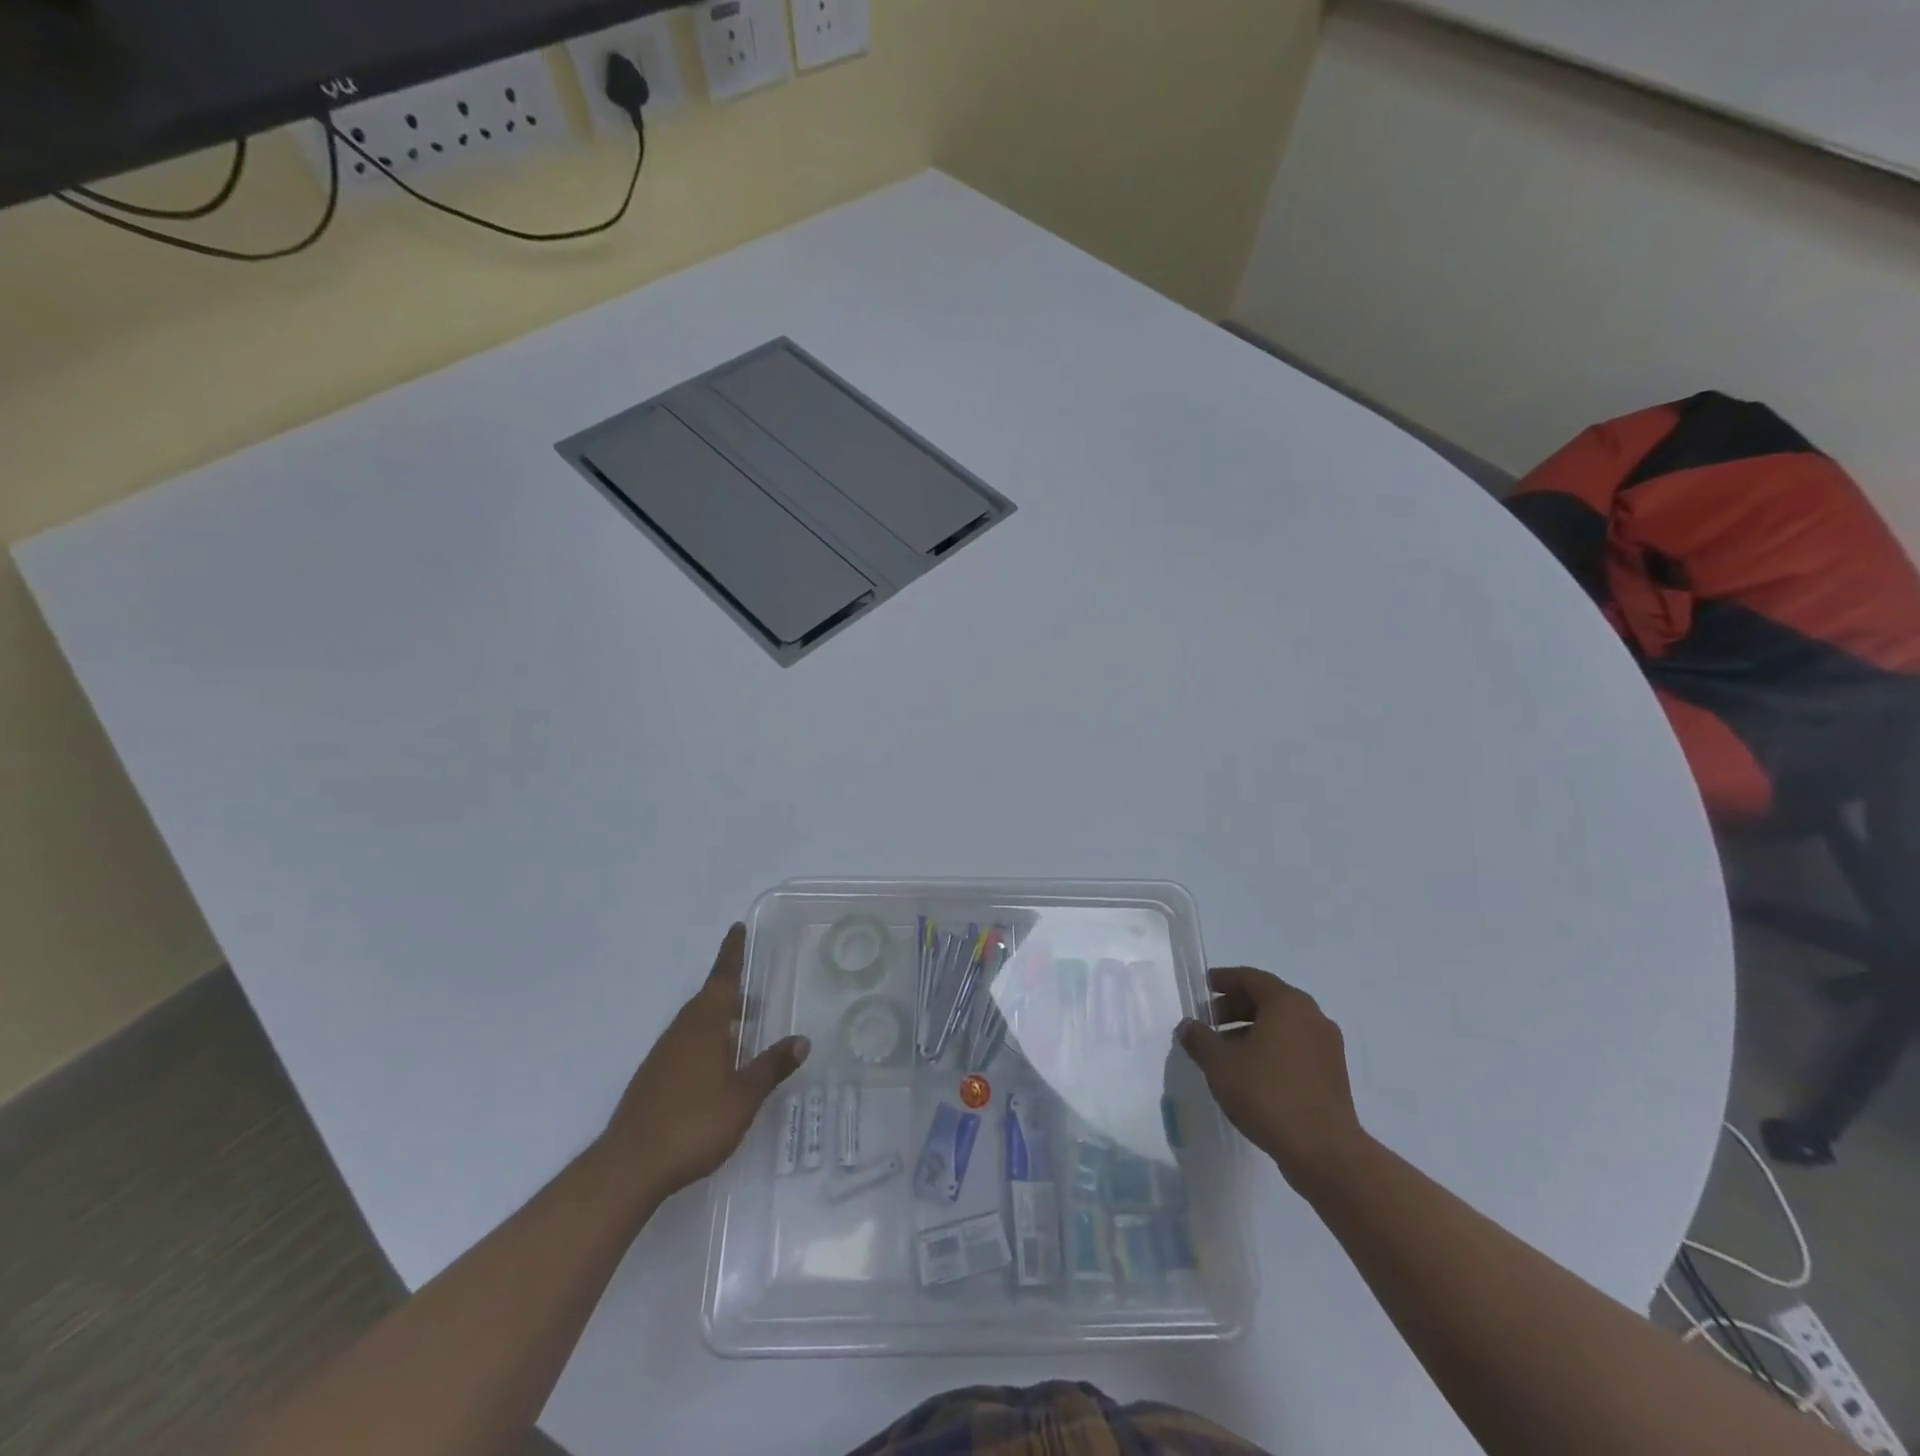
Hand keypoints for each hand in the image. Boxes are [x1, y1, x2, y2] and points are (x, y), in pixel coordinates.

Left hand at [601, 924, 809, 1200]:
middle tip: (754, 987)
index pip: (723, 978)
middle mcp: (681, 1031)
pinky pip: (685, 1045)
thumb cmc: (694, 1123)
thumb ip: (772, 1066)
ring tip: (743, 1027)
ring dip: (719, 1018)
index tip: (737, 928)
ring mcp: (663, 1055)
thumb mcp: (744, 1096)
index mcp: (704, 1024)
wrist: (629, 1166)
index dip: (732, 953)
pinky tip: (718, 1066)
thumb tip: (802, 1039)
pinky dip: (706, 1041)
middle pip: (708, 998)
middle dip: (730, 989)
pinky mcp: (653, 1079)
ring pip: (696, 1023)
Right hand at [1178, 967, 1367, 1191]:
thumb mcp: (1220, 1064)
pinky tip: (1251, 1073)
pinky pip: (1295, 1047)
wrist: (1325, 1151)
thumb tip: (1188, 1026)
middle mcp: (1312, 1017)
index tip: (1203, 987)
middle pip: (1268, 999)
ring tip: (1225, 1051)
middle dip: (1235, 1007)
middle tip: (1209, 1022)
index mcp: (1287, 1004)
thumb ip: (1199, 1039)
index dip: (1224, 980)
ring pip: (1282, 1025)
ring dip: (1251, 1030)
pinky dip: (1271, 1049)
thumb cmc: (1268, 1094)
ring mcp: (1327, 1046)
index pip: (1251, 978)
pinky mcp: (1333, 1074)